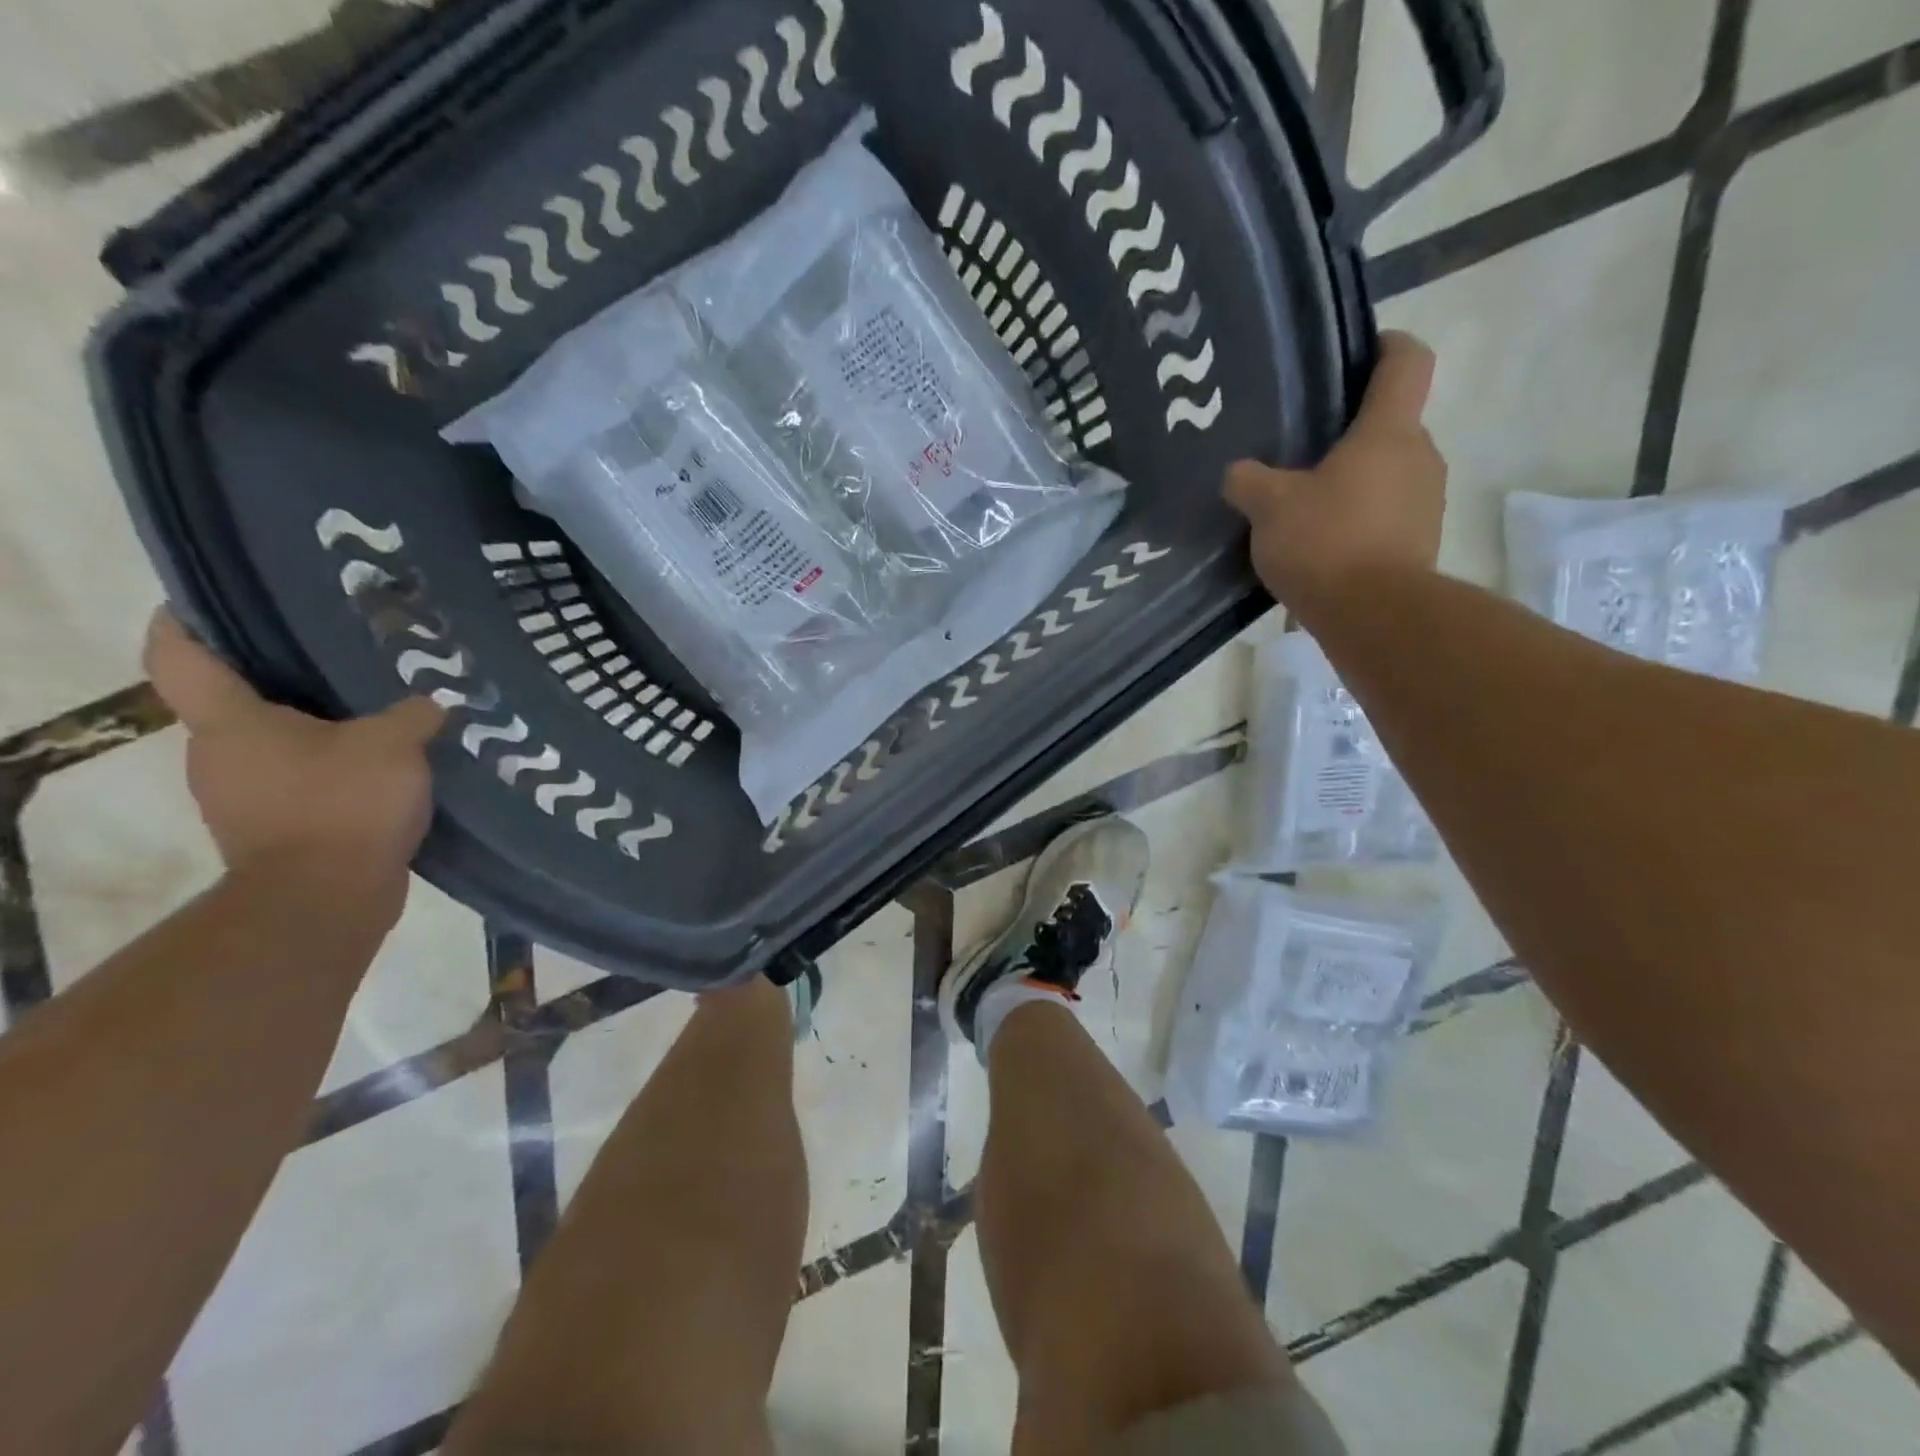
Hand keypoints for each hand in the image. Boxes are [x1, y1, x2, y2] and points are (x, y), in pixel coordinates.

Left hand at [145, 612, 444, 896]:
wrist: (324, 901)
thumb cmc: (342, 806)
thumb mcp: (394, 745)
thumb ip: (413, 714)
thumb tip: (430, 703)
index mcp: (230, 722)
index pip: (180, 655)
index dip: (186, 621)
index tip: (213, 601)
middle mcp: (219, 754)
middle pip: (233, 700)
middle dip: (279, 679)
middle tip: (336, 657)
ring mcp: (242, 797)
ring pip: (272, 744)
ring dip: (314, 730)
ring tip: (374, 715)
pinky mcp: (273, 830)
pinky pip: (298, 781)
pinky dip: (330, 770)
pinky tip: (381, 768)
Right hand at [1225, 331, 1446, 611]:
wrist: (1374, 616)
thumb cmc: (1325, 542)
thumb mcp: (1269, 507)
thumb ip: (1248, 480)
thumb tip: (1238, 472)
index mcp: (1388, 431)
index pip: (1406, 362)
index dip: (1386, 345)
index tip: (1359, 351)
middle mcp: (1419, 456)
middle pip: (1389, 426)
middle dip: (1348, 435)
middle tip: (1299, 454)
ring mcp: (1425, 502)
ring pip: (1385, 475)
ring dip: (1349, 485)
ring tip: (1302, 511)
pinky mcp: (1419, 543)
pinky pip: (1384, 518)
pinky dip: (1355, 524)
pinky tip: (1317, 550)